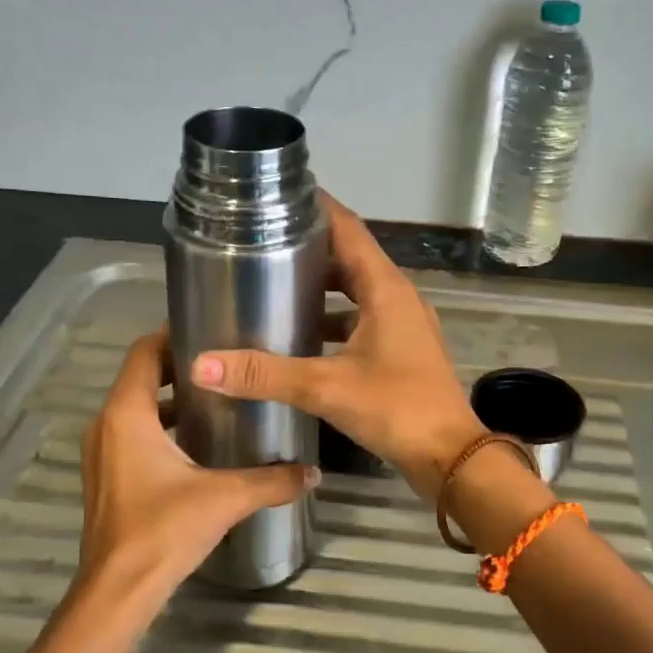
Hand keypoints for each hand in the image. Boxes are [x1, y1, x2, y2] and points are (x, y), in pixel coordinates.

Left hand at [79, 331, 316, 608]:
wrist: (118, 593)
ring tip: (219, 399)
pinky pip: (132, 434)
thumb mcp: (225, 498)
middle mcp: (107, 425)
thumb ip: (272, 480)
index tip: (212, 329)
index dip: (173, 334)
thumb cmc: (164, 530)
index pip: (144, 352)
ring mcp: (102, 453)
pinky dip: (161, 426)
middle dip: (181, 367)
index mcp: (128, 414)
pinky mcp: (107, 478)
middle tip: (227, 364)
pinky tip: (199, 444)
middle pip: (142, 376)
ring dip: (172, 399)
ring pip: (137, 407)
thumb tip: (313, 472)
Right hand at [190, 193, 484, 498]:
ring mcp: (402, 325)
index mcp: (386, 288)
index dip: (317, 208)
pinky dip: (333, 321)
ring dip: (321, 287)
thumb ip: (264, 375)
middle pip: (350, 258)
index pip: (348, 230)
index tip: (279, 195)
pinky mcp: (401, 351)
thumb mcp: (327, 387)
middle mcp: (397, 297)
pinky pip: (361, 320)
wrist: (450, 457)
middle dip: (310, 248)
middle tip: (262, 242)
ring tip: (274, 285)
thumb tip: (202, 365)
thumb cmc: (397, 409)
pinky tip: (301, 337)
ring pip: (356, 292)